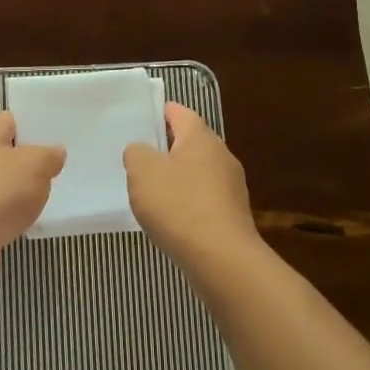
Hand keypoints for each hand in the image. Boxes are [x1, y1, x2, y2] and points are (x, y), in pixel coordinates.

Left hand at [0, 112, 64, 299]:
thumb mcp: (34, 165)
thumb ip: (49, 156)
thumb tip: (55, 153)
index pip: (15, 119)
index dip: (39, 124)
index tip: (65, 133)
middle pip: (11, 153)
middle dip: (36, 160)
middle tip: (68, 165)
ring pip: (7, 184)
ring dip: (27, 191)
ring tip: (58, 193)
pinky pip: (1, 212)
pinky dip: (15, 216)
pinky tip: (35, 221)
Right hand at [124, 103, 261, 267]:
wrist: (221, 257)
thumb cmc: (179, 205)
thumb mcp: (142, 172)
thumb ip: (136, 153)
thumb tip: (141, 151)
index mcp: (201, 137)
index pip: (180, 112)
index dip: (160, 113)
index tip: (141, 120)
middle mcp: (221, 155)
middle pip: (191, 142)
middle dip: (167, 148)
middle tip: (140, 159)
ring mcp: (232, 185)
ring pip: (199, 171)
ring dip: (179, 177)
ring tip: (153, 192)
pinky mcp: (233, 213)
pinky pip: (206, 197)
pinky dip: (189, 202)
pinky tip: (173, 218)